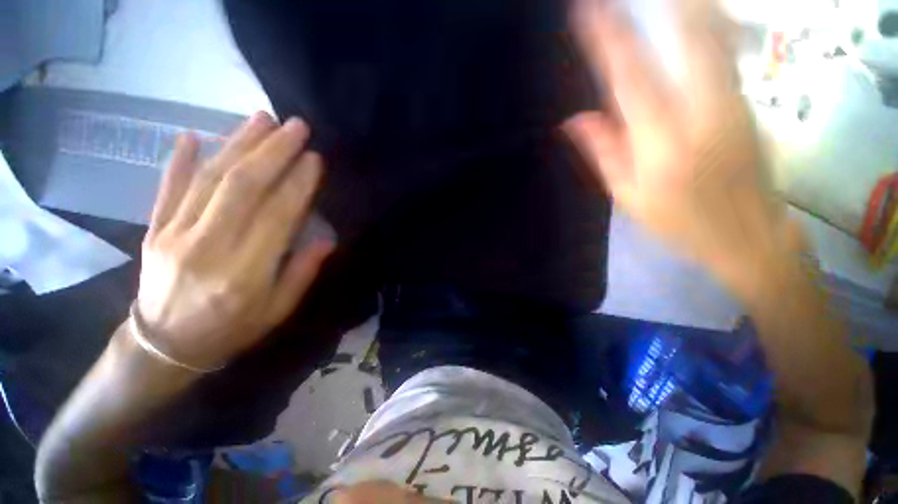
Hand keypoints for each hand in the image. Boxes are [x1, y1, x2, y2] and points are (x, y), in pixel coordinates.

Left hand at [136, 113, 333, 369]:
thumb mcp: (279, 310)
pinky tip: (192, 135)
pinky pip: (166, 189)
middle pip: (241, 188)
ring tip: (262, 119)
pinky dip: (179, 160)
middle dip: (272, 152)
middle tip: (296, 127)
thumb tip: (327, 238)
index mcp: (245, 274)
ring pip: (208, 179)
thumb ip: (302, 272)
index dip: (298, 184)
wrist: (165, 348)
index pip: (277, 216)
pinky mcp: (154, 230)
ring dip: (238, 144)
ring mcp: (174, 235)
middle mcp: (208, 248)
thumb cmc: (232, 329)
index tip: (315, 159)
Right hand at [564, 0, 797, 296]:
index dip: (608, 41)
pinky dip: (708, 26)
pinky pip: (725, 52)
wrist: (751, 236)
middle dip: (668, 4)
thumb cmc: (681, 222)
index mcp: (662, 143)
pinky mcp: (749, 103)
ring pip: (715, 37)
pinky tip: (696, 16)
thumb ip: (603, 153)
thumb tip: (573, 121)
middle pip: (691, 39)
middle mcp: (703, 112)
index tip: (586, 10)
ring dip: (692, 7)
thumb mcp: (628, 196)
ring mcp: (734, 102)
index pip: (630, 78)